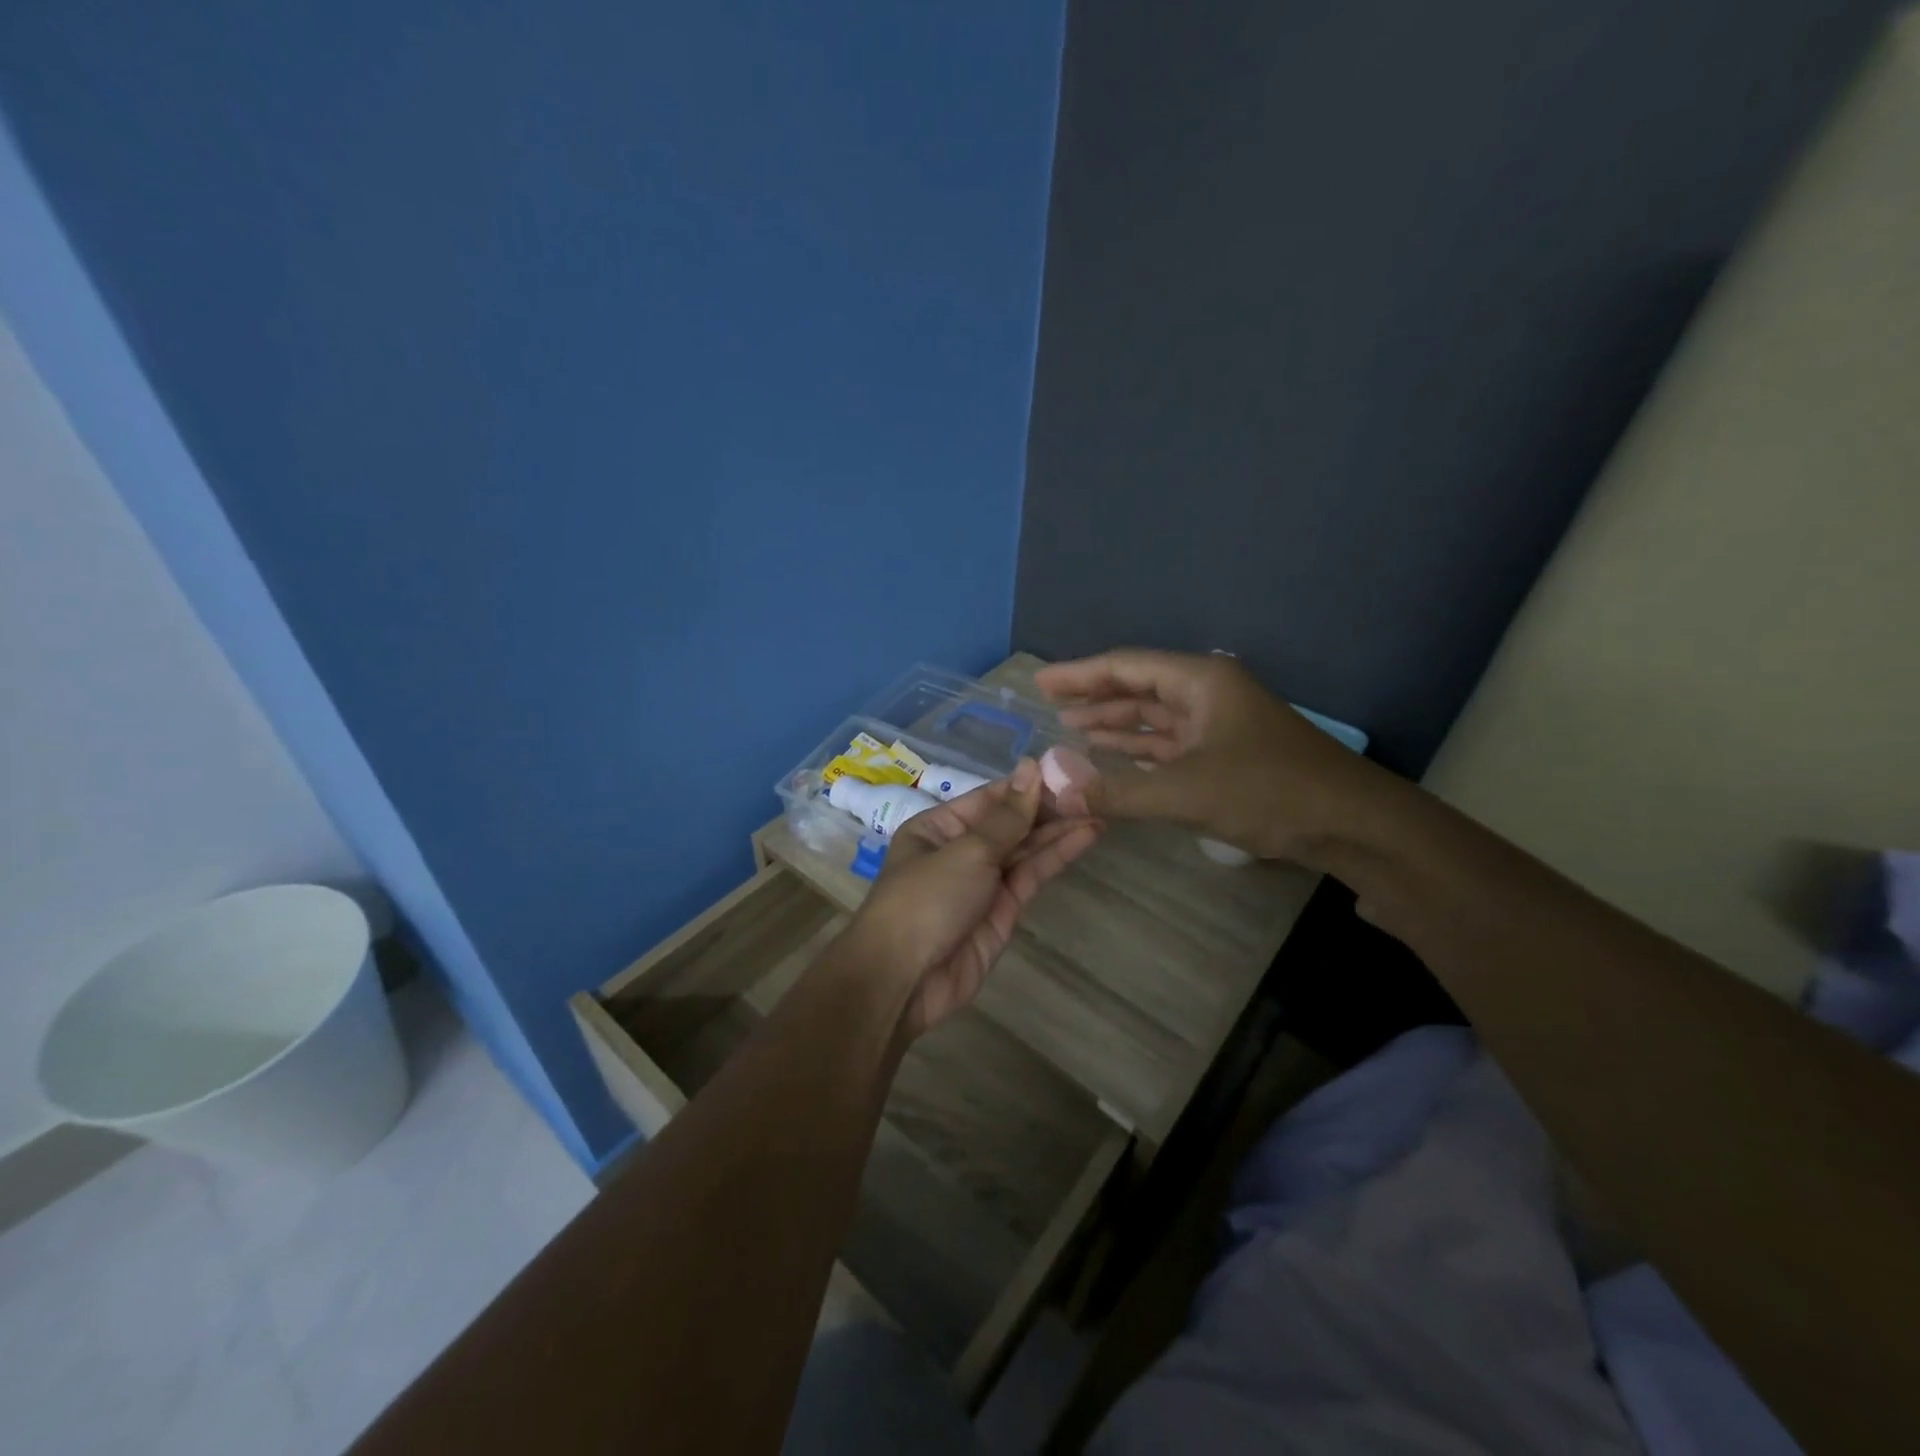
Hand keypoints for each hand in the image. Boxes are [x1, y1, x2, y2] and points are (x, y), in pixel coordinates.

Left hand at [850, 759, 1101, 1037]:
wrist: (905, 980)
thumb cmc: (926, 900)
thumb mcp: (967, 851)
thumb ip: (1008, 816)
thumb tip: (1031, 766)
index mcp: (938, 826)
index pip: (990, 797)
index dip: (1027, 784)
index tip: (1067, 769)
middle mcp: (961, 849)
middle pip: (1010, 822)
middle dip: (1048, 807)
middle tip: (1094, 789)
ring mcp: (983, 881)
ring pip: (1025, 848)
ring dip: (1060, 830)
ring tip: (1100, 809)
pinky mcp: (1003, 910)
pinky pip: (1031, 875)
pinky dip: (1057, 856)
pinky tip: (1085, 836)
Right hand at [1034, 649, 1382, 861]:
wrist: (1352, 823)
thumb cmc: (1270, 791)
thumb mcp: (1186, 792)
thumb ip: (1118, 792)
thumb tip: (1057, 791)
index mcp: (1200, 681)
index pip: (1126, 667)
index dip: (1079, 674)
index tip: (1040, 681)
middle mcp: (1207, 693)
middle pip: (1139, 687)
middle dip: (1094, 695)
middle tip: (1048, 703)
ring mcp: (1219, 724)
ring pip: (1154, 717)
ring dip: (1114, 722)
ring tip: (1069, 726)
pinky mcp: (1226, 755)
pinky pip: (1170, 743)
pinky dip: (1139, 749)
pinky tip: (1113, 753)